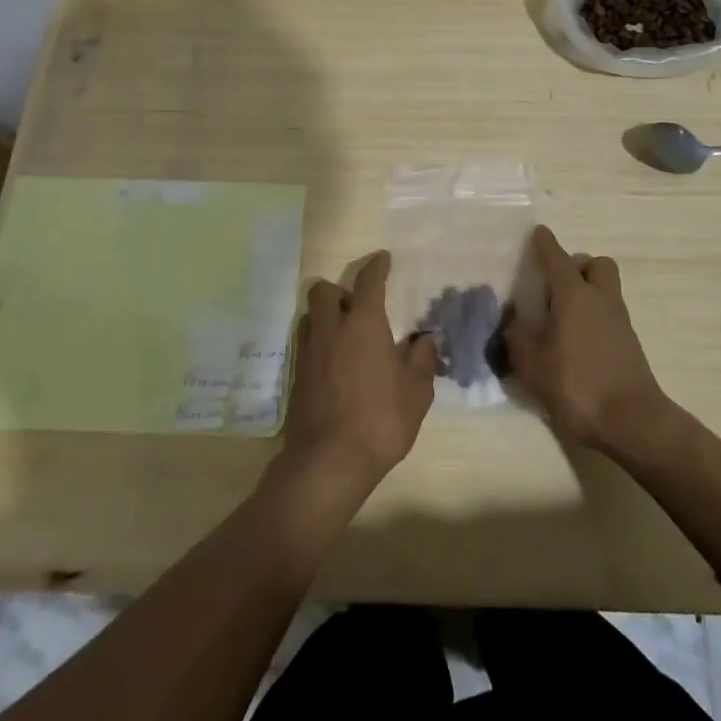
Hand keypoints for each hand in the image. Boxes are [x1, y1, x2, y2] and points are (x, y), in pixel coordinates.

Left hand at [281, 250, 438, 495]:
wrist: (329, 461)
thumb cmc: (380, 419)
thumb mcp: (416, 392)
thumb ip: (422, 360)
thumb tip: (425, 339)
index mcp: (363, 324)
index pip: (369, 282)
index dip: (376, 267)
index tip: (382, 259)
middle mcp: (331, 329)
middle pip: (323, 290)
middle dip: (338, 290)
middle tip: (355, 306)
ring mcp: (308, 353)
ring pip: (309, 316)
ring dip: (323, 316)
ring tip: (342, 334)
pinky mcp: (295, 377)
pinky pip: (304, 345)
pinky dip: (318, 343)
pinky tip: (332, 363)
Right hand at [503, 226, 671, 452]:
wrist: (631, 421)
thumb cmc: (576, 383)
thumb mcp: (531, 361)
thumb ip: (518, 335)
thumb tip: (516, 321)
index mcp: (574, 294)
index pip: (557, 257)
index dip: (545, 244)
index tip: (537, 233)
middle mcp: (600, 299)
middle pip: (596, 265)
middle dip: (577, 266)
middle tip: (555, 286)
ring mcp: (620, 322)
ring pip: (605, 290)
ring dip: (586, 294)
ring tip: (560, 319)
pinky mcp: (629, 346)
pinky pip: (609, 317)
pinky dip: (593, 320)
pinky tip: (574, 344)